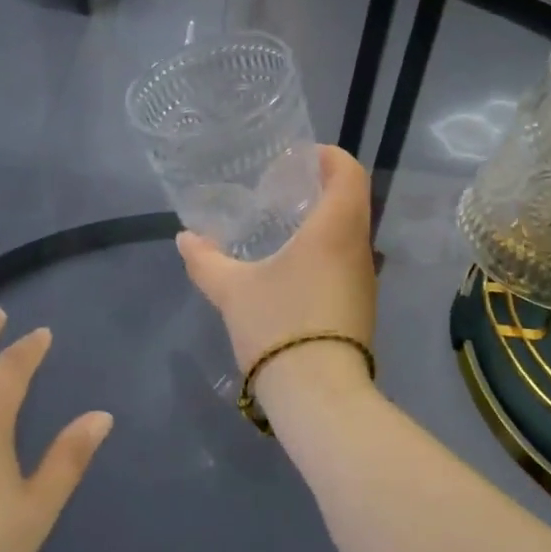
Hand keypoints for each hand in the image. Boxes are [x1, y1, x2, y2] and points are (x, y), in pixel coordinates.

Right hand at [176, 145, 377, 405]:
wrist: (319, 395)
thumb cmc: (278, 325)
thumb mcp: (233, 290)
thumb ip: (206, 260)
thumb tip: (185, 238)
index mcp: (334, 228)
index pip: (349, 172)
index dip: (330, 156)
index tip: (300, 157)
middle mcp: (358, 246)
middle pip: (353, 199)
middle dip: (324, 185)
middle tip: (285, 187)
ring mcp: (365, 278)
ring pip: (353, 231)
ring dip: (327, 218)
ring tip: (286, 223)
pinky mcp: (362, 304)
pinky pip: (349, 258)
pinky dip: (328, 247)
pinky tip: (297, 265)